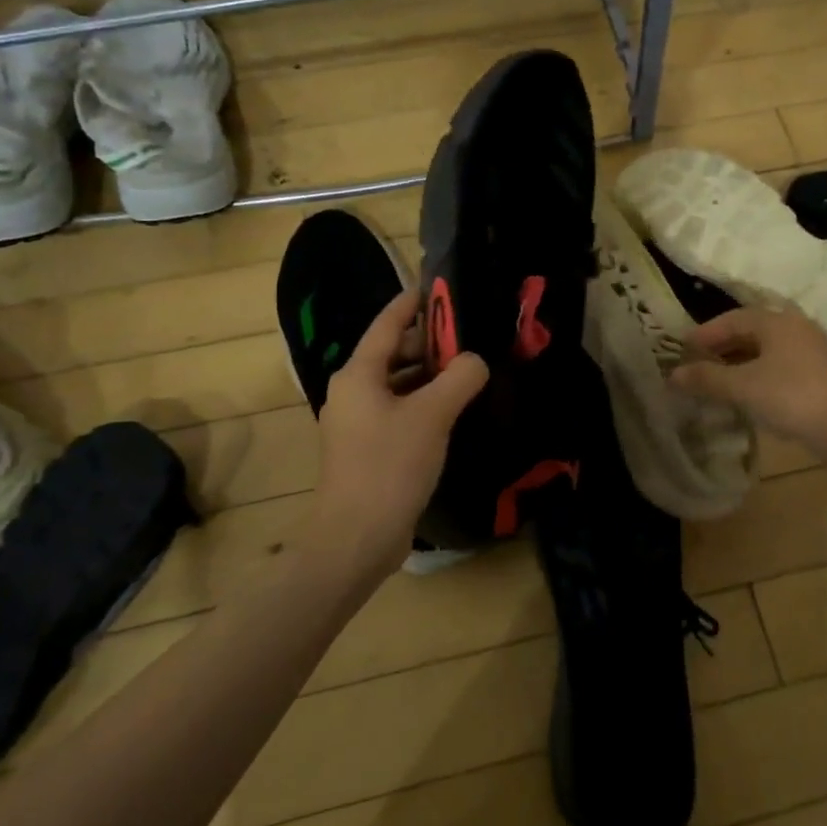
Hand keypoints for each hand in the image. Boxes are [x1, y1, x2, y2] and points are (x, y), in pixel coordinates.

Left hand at [313, 289, 488, 579]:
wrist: (356, 538)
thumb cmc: (389, 466)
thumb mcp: (432, 415)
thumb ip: (459, 378)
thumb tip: (475, 361)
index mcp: (358, 374)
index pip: (386, 323)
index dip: (412, 303)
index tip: (438, 287)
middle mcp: (352, 392)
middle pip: (392, 353)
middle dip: (428, 343)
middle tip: (469, 336)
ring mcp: (357, 423)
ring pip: (396, 385)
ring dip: (428, 376)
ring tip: (467, 371)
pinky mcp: (367, 450)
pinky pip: (398, 412)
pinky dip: (422, 404)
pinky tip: (452, 412)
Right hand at [670, 305, 826, 453]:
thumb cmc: (791, 397)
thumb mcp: (742, 387)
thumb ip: (706, 379)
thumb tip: (673, 375)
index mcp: (776, 322)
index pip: (731, 318)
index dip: (704, 333)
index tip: (682, 349)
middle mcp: (794, 329)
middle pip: (749, 332)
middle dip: (721, 348)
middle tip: (696, 364)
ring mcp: (810, 353)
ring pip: (765, 352)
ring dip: (738, 364)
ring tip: (716, 381)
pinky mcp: (819, 377)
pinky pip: (778, 368)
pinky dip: (756, 377)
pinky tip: (746, 396)